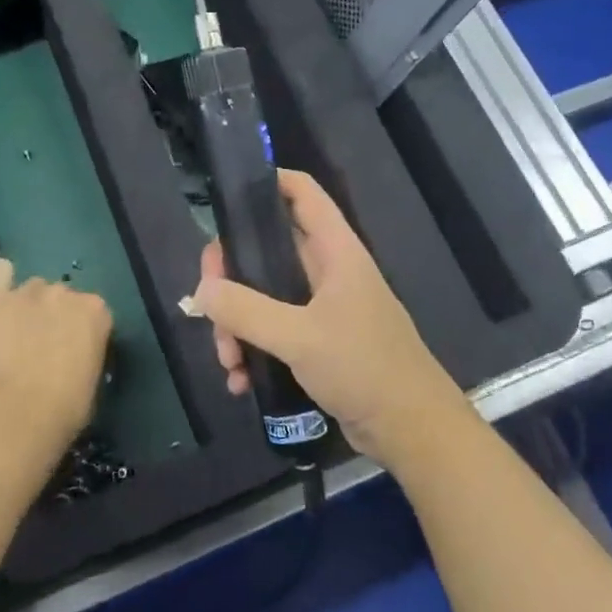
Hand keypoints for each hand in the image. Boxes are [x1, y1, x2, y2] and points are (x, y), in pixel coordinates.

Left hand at [0, 259, 112, 452]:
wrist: (16, 415)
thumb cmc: (64, 410)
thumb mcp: (92, 383)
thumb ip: (86, 356)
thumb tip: (74, 359)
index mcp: (96, 312)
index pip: (92, 313)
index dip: (80, 334)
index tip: (72, 355)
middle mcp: (65, 292)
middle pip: (60, 297)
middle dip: (52, 317)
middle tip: (40, 349)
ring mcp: (27, 292)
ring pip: (30, 289)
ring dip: (26, 307)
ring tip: (12, 336)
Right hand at [186, 170, 465, 467]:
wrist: (411, 430)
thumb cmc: (363, 367)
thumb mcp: (299, 336)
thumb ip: (246, 310)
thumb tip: (201, 291)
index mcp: (334, 251)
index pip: (302, 193)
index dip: (268, 182)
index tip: (226, 197)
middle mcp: (327, 271)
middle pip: (267, 250)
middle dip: (231, 278)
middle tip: (207, 304)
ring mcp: (323, 308)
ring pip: (264, 297)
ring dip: (238, 325)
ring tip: (228, 362)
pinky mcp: (319, 342)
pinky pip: (274, 333)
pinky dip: (253, 351)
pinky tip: (241, 381)